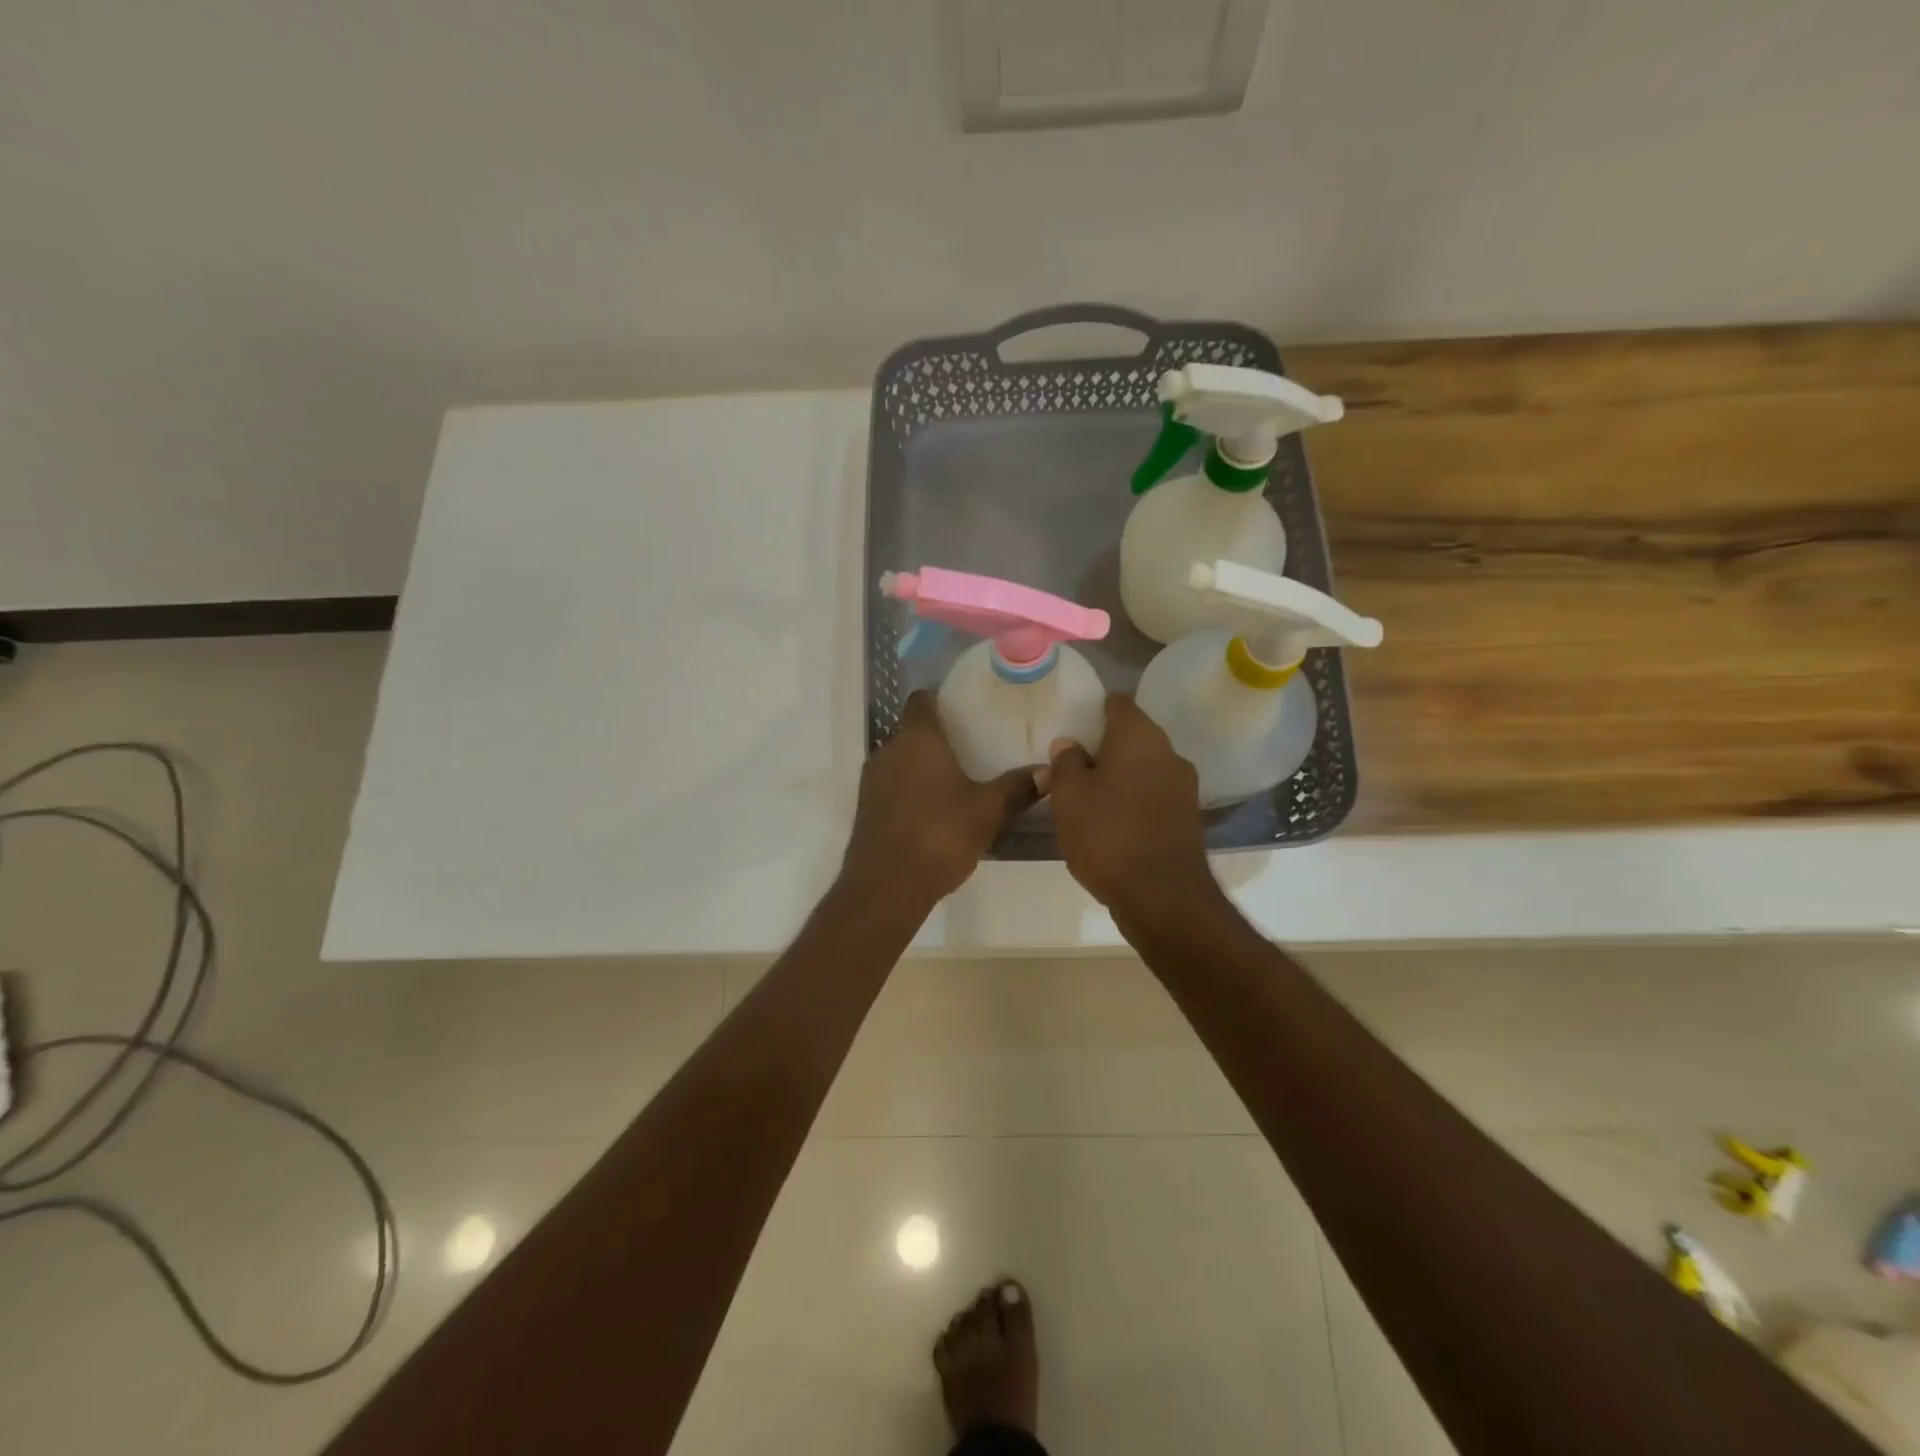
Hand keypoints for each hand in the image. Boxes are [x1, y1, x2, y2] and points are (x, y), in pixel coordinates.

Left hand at [843, 691, 1040, 905]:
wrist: (886, 887)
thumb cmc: (939, 835)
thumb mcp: (988, 811)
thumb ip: (1017, 788)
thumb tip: (1048, 771)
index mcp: (917, 739)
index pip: (922, 700)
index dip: (941, 699)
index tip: (965, 708)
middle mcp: (888, 751)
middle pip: (912, 731)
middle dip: (939, 736)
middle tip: (972, 746)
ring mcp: (872, 781)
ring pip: (901, 760)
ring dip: (923, 766)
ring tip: (957, 779)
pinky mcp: (866, 809)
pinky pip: (892, 787)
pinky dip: (911, 790)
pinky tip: (935, 810)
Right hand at [1045, 694, 1214, 918]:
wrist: (1162, 897)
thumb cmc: (1108, 835)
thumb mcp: (1069, 796)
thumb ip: (1065, 763)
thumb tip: (1069, 744)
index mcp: (1139, 736)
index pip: (1118, 703)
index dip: (1095, 709)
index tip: (1074, 725)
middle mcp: (1168, 753)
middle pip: (1133, 736)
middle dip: (1105, 747)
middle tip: (1074, 767)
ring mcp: (1184, 787)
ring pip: (1145, 768)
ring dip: (1121, 777)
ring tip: (1090, 799)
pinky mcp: (1188, 818)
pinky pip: (1155, 797)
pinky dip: (1135, 802)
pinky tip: (1113, 824)